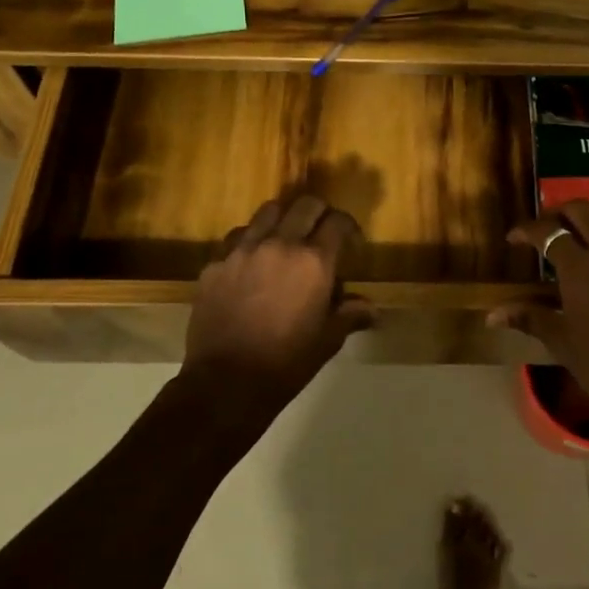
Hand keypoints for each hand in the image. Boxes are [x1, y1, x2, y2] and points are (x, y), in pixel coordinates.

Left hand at [182, 195, 374, 411]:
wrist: (225, 383)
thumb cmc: (286, 363)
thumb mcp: (328, 340)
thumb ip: (350, 315)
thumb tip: (372, 309)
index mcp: (314, 261)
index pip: (337, 222)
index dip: (348, 227)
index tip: (350, 241)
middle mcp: (280, 244)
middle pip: (305, 205)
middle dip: (319, 213)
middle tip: (321, 232)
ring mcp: (244, 250)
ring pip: (268, 211)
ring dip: (284, 219)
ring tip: (286, 239)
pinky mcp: (216, 263)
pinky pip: (238, 237)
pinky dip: (252, 240)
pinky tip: (253, 262)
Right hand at [494, 199, 588, 433]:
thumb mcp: (562, 342)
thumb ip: (528, 317)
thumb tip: (491, 314)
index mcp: (581, 269)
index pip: (547, 232)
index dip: (526, 230)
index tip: (514, 239)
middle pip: (581, 210)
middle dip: (559, 213)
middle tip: (548, 230)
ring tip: (583, 239)